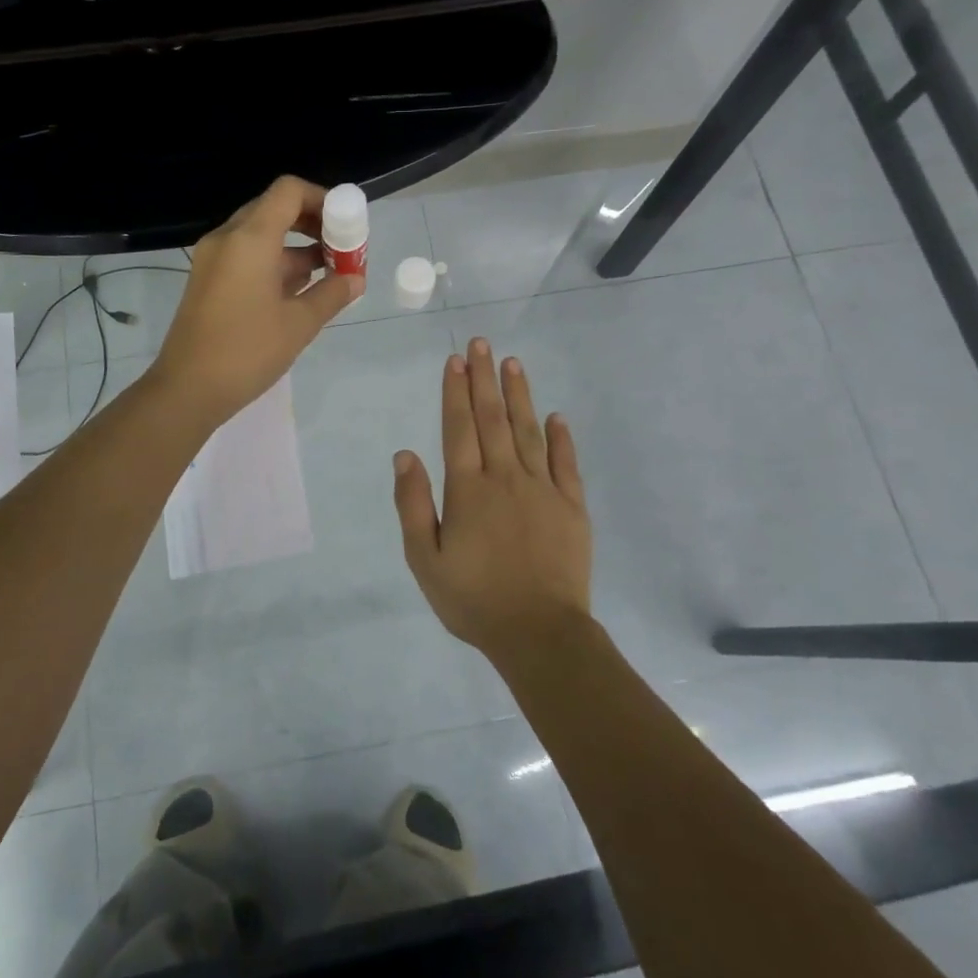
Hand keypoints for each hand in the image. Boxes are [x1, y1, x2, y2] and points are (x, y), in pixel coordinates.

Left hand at [152, 176, 363, 425]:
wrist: (187, 389)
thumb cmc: (246, 352)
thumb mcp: (299, 324)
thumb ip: (332, 294)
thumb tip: (355, 279)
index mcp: (250, 239)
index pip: (289, 191)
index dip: (322, 198)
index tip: (346, 224)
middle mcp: (227, 239)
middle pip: (275, 209)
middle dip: (313, 224)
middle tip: (341, 249)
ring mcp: (214, 260)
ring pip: (261, 236)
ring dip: (296, 248)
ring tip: (330, 275)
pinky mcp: (208, 281)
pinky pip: (247, 257)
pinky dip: (275, 264)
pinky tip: (301, 291)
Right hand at [392, 339, 592, 663]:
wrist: (539, 633)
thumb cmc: (474, 599)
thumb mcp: (425, 559)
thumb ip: (414, 504)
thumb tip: (405, 454)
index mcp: (468, 490)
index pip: (459, 428)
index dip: (455, 392)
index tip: (455, 360)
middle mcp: (505, 478)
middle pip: (493, 419)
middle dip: (484, 379)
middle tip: (482, 344)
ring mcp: (543, 489)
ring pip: (529, 431)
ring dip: (520, 395)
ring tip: (513, 363)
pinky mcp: (572, 507)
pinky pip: (566, 463)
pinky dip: (561, 438)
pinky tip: (556, 416)